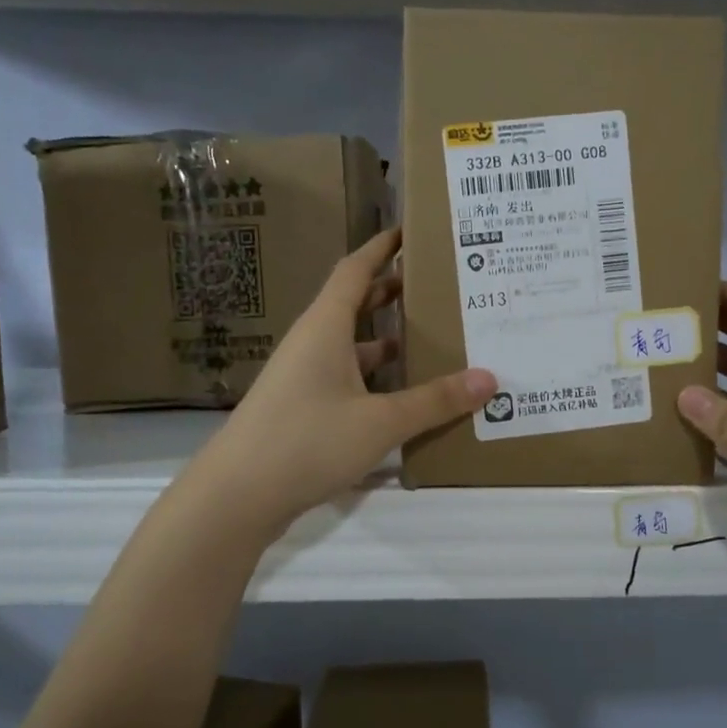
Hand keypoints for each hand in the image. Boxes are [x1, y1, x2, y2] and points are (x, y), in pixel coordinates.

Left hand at [190, 229, 494, 536]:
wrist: (237, 496)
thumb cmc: (307, 441)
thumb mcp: (380, 421)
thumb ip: (434, 401)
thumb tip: (489, 379)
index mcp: (325, 327)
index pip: (355, 270)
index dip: (382, 248)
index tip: (411, 231)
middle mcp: (313, 343)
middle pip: (355, 304)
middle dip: (392, 292)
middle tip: (436, 285)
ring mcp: (304, 377)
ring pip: (352, 346)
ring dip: (387, 338)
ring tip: (432, 338)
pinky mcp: (303, 409)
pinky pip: (348, 379)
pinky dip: (376, 378)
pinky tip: (404, 395)